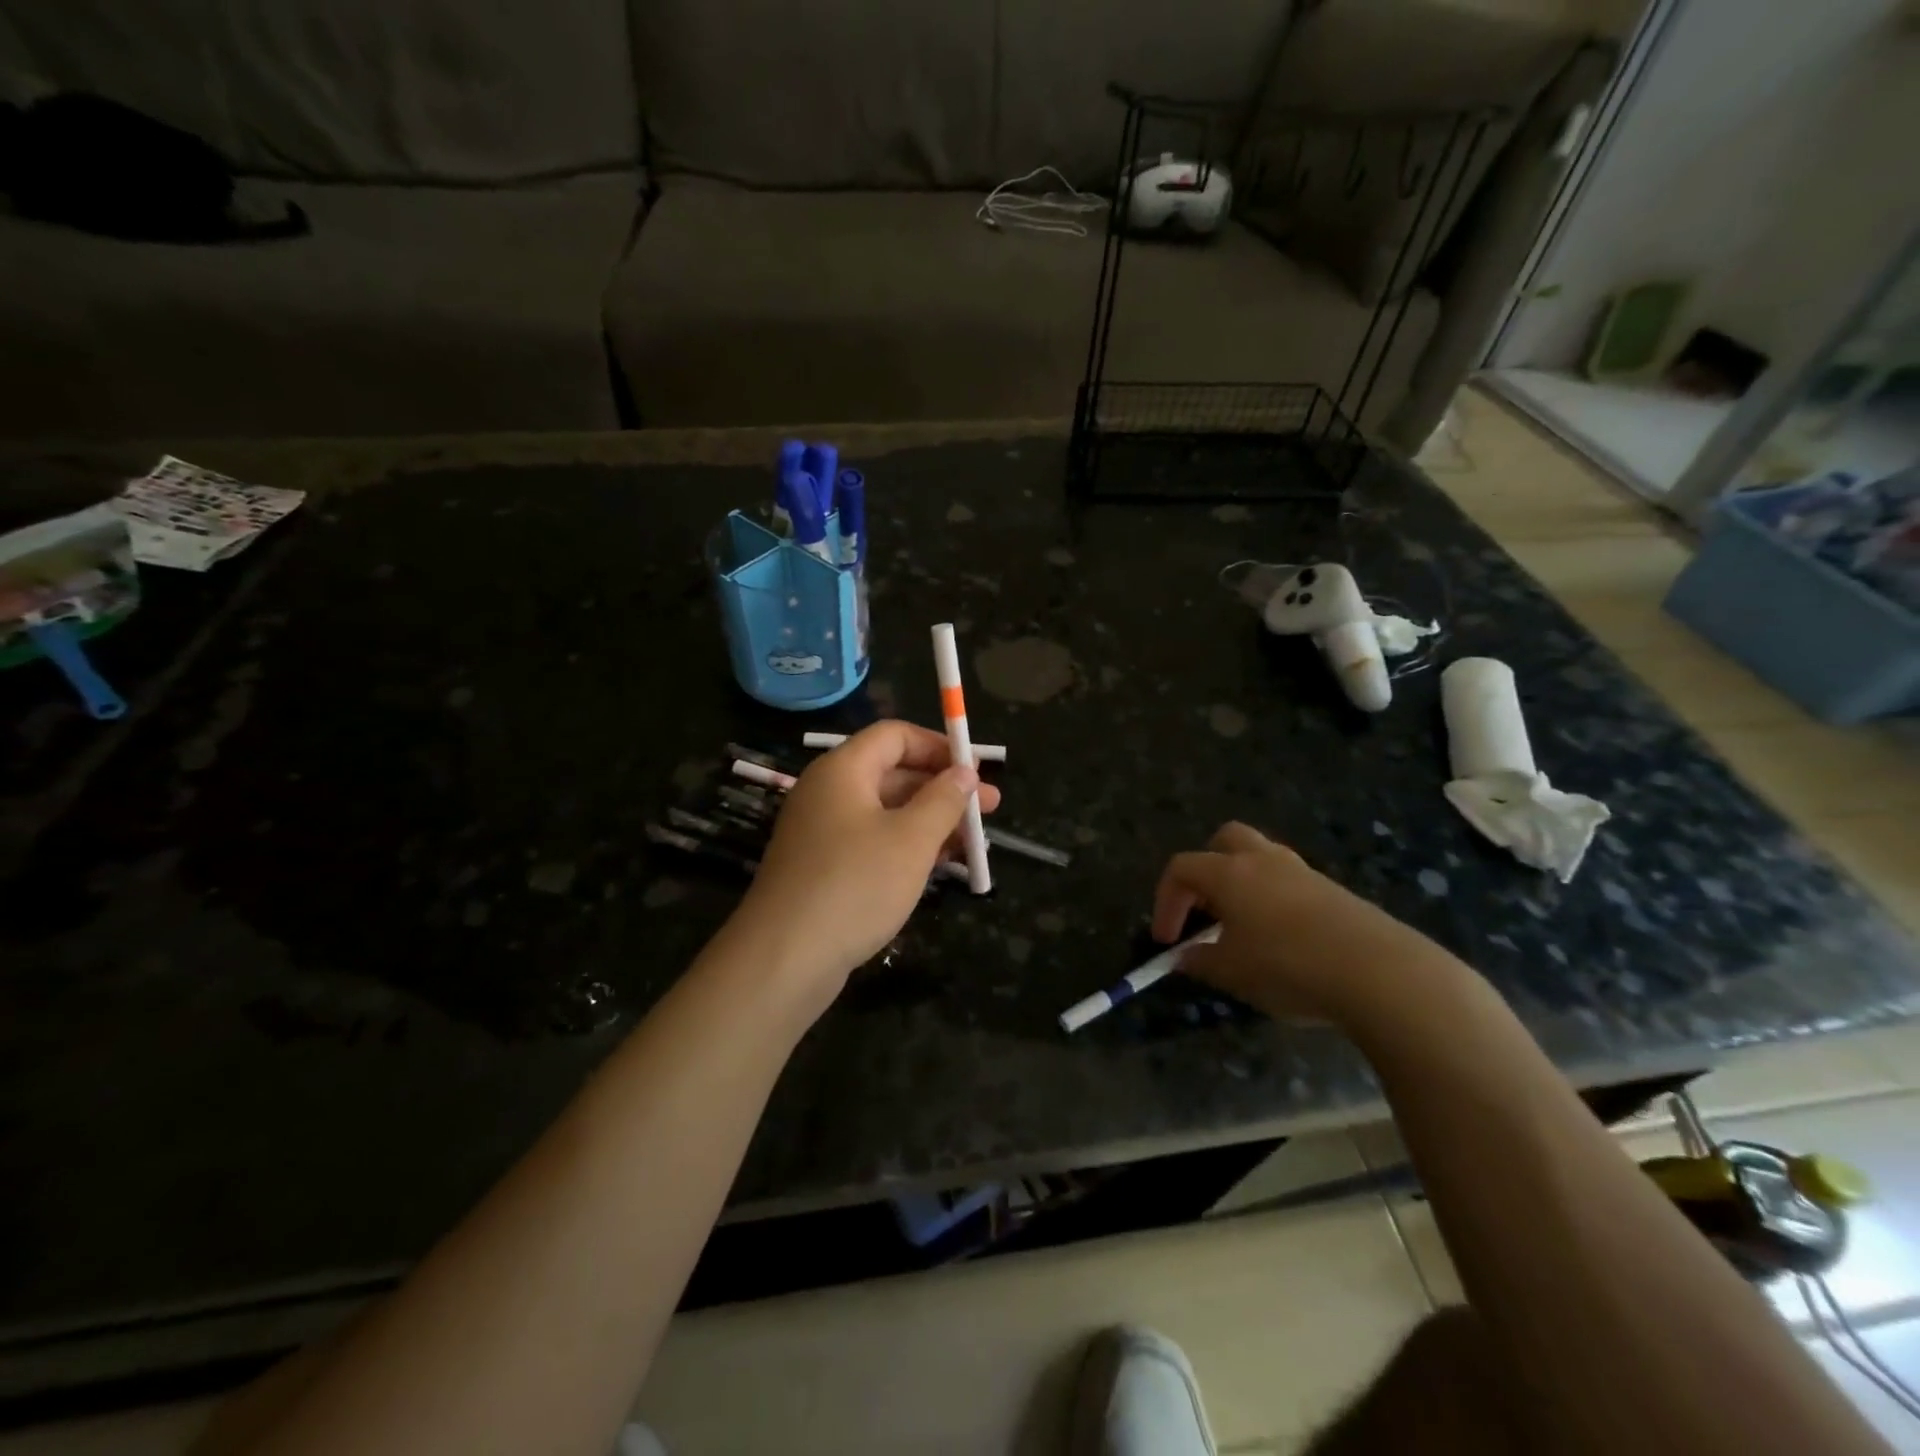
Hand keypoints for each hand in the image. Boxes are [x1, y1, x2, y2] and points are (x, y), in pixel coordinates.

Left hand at [727, 721, 1000, 1005]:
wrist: (784, 959)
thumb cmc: (855, 885)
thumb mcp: (911, 839)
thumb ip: (943, 800)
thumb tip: (965, 772)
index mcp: (843, 770)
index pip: (895, 736)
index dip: (938, 746)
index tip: (976, 769)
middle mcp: (828, 793)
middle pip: (893, 773)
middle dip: (943, 788)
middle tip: (989, 809)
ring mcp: (822, 832)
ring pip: (886, 812)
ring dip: (930, 821)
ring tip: (974, 842)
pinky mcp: (823, 868)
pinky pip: (872, 842)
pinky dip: (907, 847)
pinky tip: (940, 866)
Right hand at [1151, 822, 1464, 1024]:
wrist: (1381, 973)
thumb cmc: (1289, 967)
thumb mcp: (1233, 973)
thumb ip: (1201, 962)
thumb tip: (1183, 957)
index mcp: (1229, 873)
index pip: (1181, 869)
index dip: (1165, 901)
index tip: (1167, 940)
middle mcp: (1263, 860)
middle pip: (1224, 840)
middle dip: (1206, 870)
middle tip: (1205, 910)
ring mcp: (1302, 872)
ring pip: (1261, 858)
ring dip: (1243, 884)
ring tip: (1243, 929)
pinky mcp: (1334, 891)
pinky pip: (1290, 883)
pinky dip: (1274, 900)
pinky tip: (1283, 942)